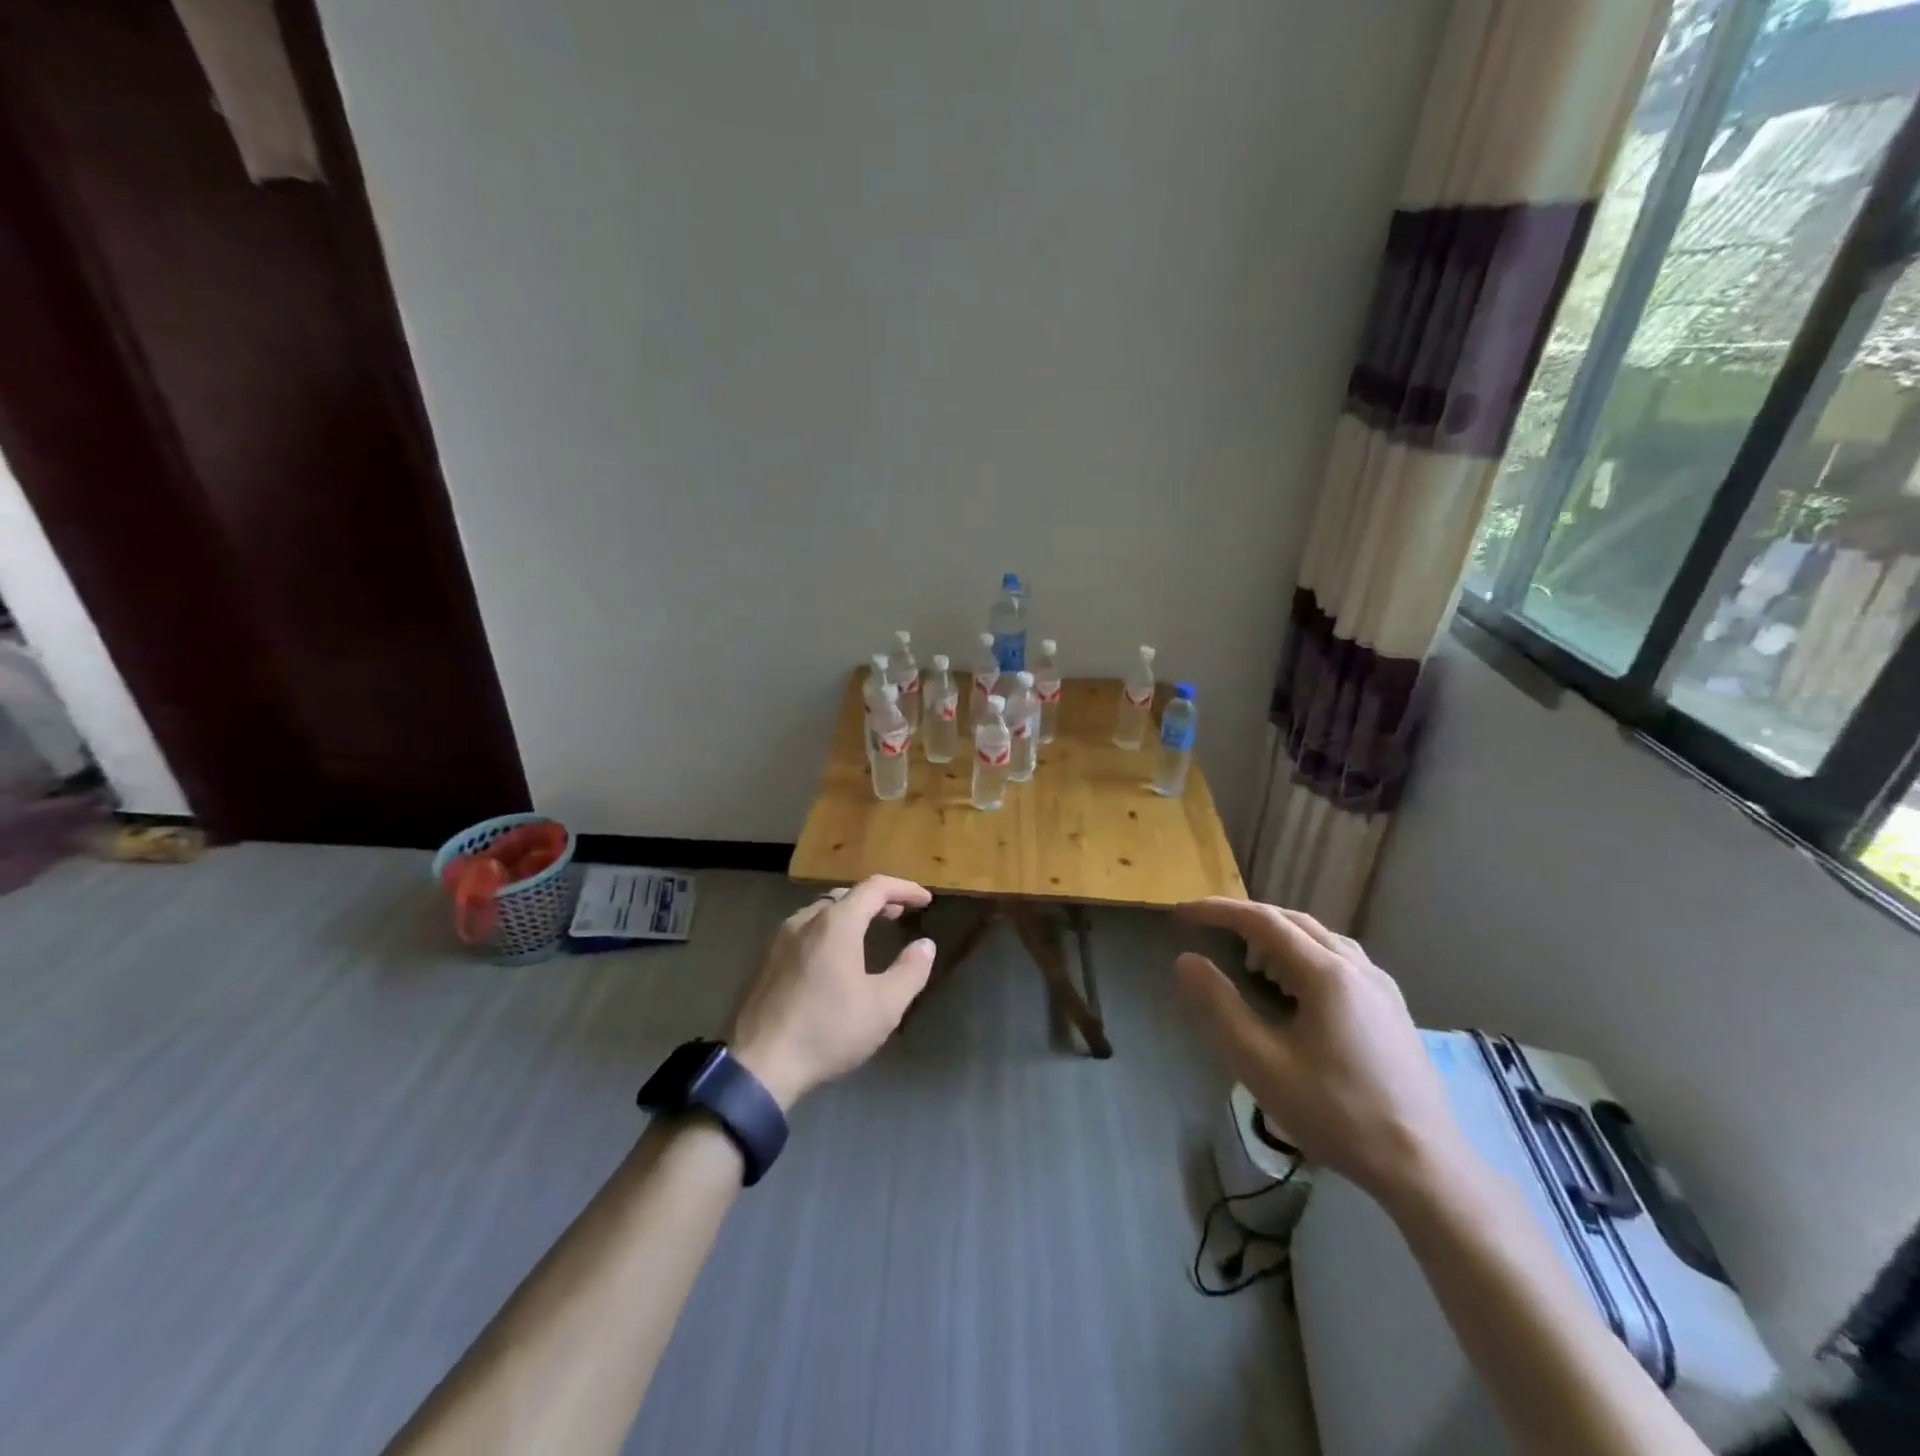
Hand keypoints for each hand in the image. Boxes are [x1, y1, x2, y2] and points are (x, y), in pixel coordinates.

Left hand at [726, 876, 935, 1110]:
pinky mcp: (765, 961)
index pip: (875, 887)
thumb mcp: (884, 1007)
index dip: (904, 888)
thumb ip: (910, 971)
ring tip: (868, 931)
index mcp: (836, 923)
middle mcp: (805, 920)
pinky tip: (832, 958)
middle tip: (899, 913)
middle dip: (876, 900)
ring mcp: (780, 939)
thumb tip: (925, 945)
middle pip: (845, 895)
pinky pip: (803, 931)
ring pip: (821, 911)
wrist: (759, 1065)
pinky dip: (827, 931)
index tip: (925, 900)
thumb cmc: (828, 1030)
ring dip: (849, 914)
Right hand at [1174, 897, 1467, 1209]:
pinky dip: (1304, 955)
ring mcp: (1382, 987)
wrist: (1425, 1167)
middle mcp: (1358, 968)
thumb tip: (1186, 961)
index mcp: (1328, 974)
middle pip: (1294, 921)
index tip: (1182, 913)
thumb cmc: (1337, 1114)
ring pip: (1321, 939)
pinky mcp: (1392, 1009)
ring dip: (1278, 936)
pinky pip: (1340, 960)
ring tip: (1248, 958)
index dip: (1218, 911)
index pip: (1263, 921)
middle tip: (1208, 928)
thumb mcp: (1262, 1064)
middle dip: (1246, 918)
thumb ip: (1220, 1006)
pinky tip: (1295, 987)